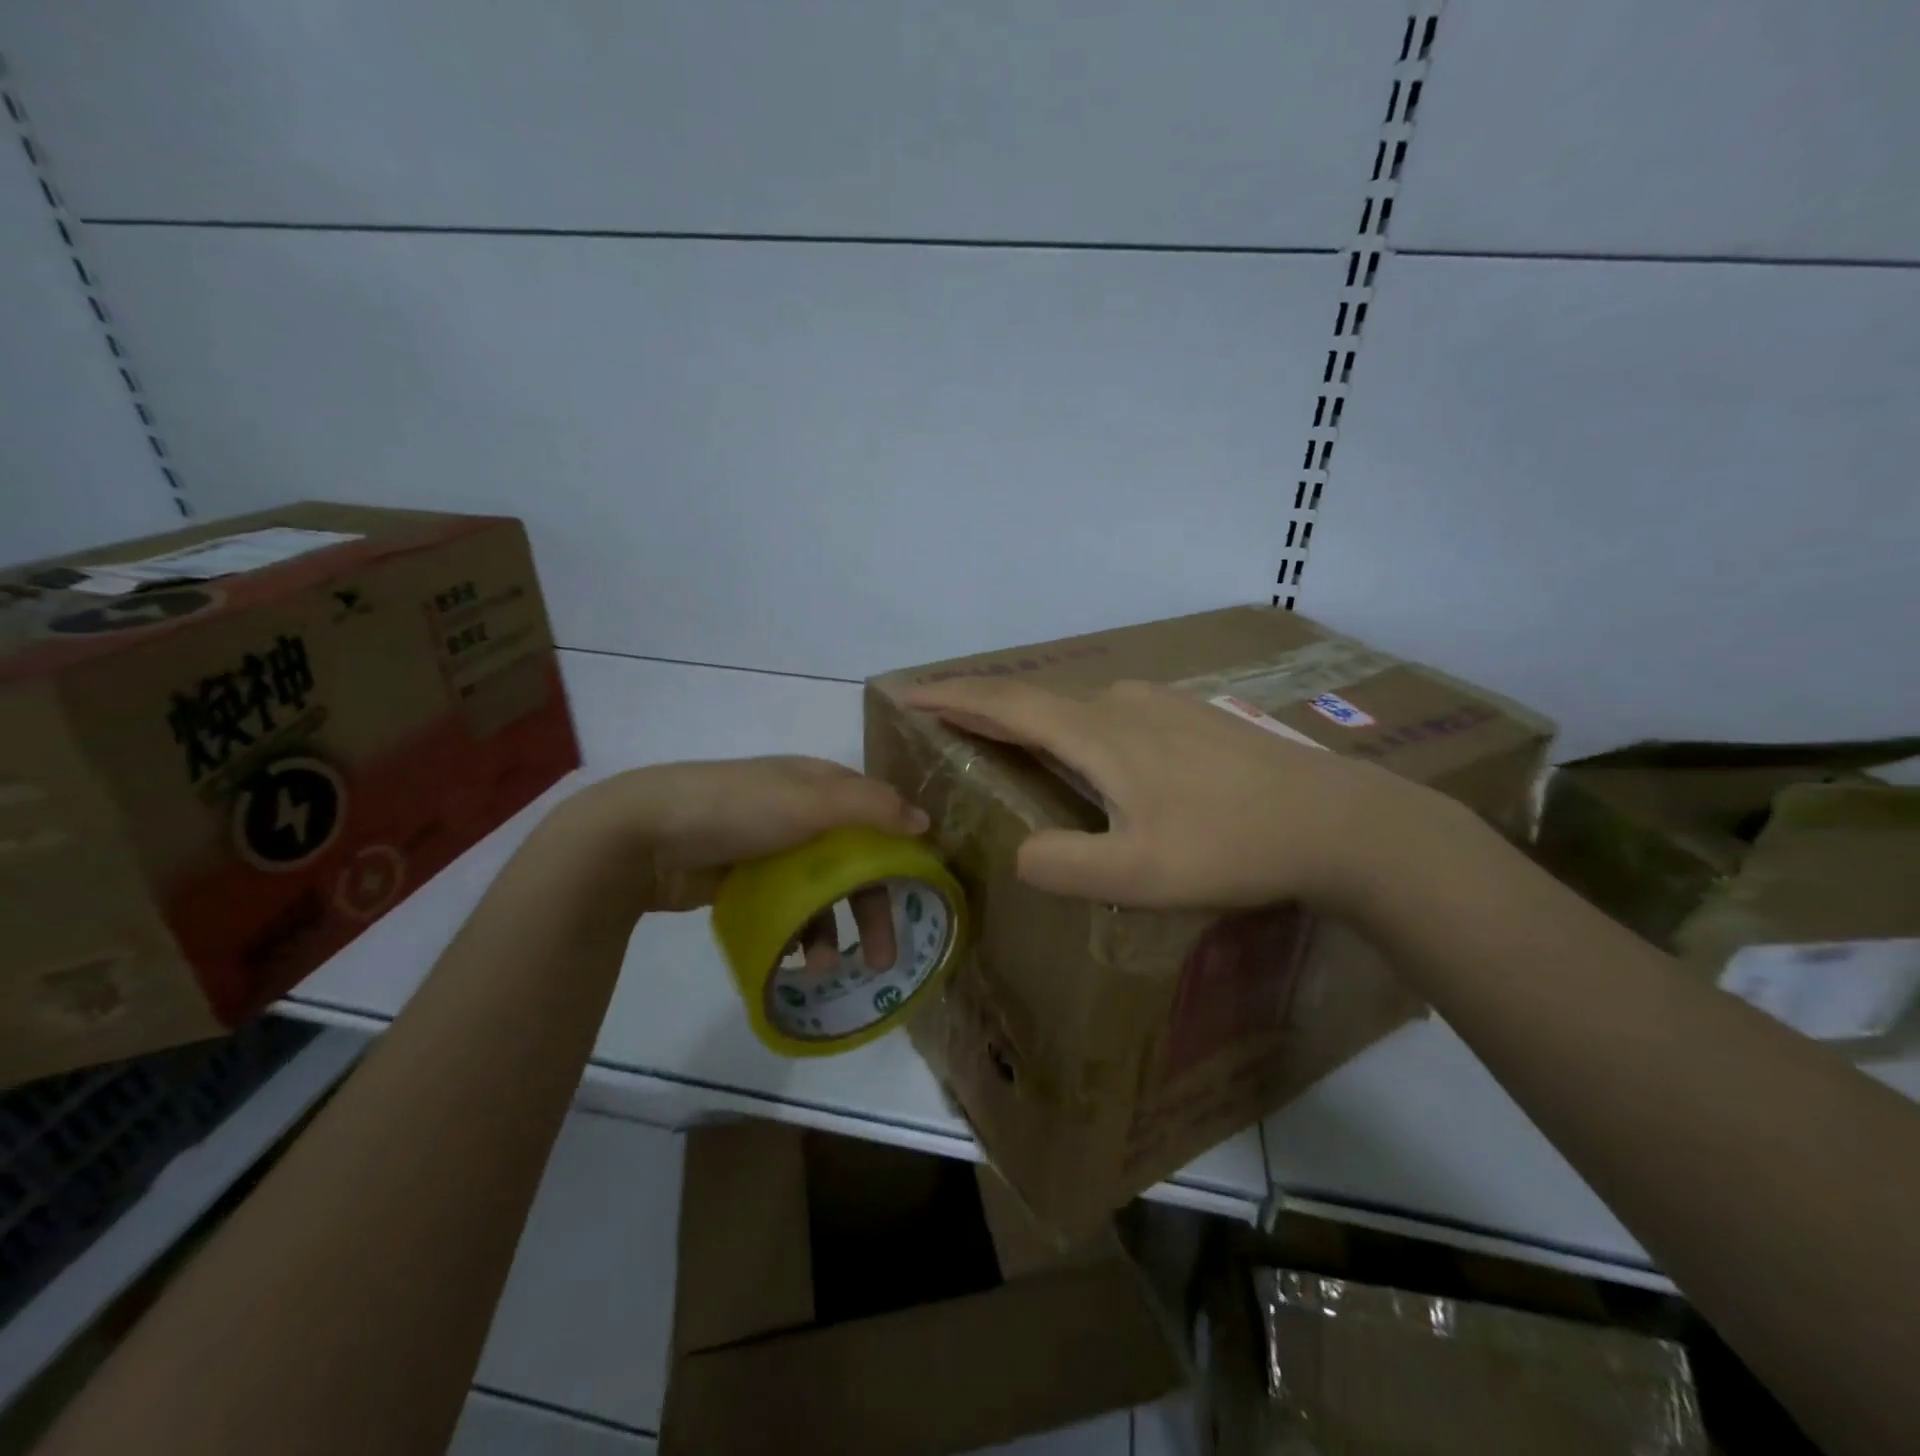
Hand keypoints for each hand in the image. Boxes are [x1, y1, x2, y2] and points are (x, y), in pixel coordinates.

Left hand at [549, 757, 927, 965]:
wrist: (644, 835)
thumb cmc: (738, 809)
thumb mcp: (811, 800)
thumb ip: (872, 809)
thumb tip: (925, 823)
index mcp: (821, 786)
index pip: (878, 815)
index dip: (903, 851)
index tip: (921, 893)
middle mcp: (803, 814)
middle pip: (854, 862)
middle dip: (871, 909)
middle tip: (883, 958)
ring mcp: (772, 849)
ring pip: (821, 892)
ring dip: (832, 930)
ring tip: (826, 969)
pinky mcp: (746, 880)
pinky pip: (787, 909)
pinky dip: (797, 932)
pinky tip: (795, 957)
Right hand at [902, 677, 1450, 912]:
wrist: (1335, 822)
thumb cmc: (1229, 847)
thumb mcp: (1137, 875)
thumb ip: (1063, 865)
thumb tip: (1018, 853)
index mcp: (1097, 733)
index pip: (1005, 705)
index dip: (952, 697)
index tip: (908, 693)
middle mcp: (1120, 703)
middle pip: (1036, 698)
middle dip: (983, 705)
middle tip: (944, 719)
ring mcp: (1160, 704)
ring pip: (1076, 704)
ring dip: (1032, 716)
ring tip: (1007, 739)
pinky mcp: (1189, 717)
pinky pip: (1110, 711)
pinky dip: (1074, 724)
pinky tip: (1088, 749)